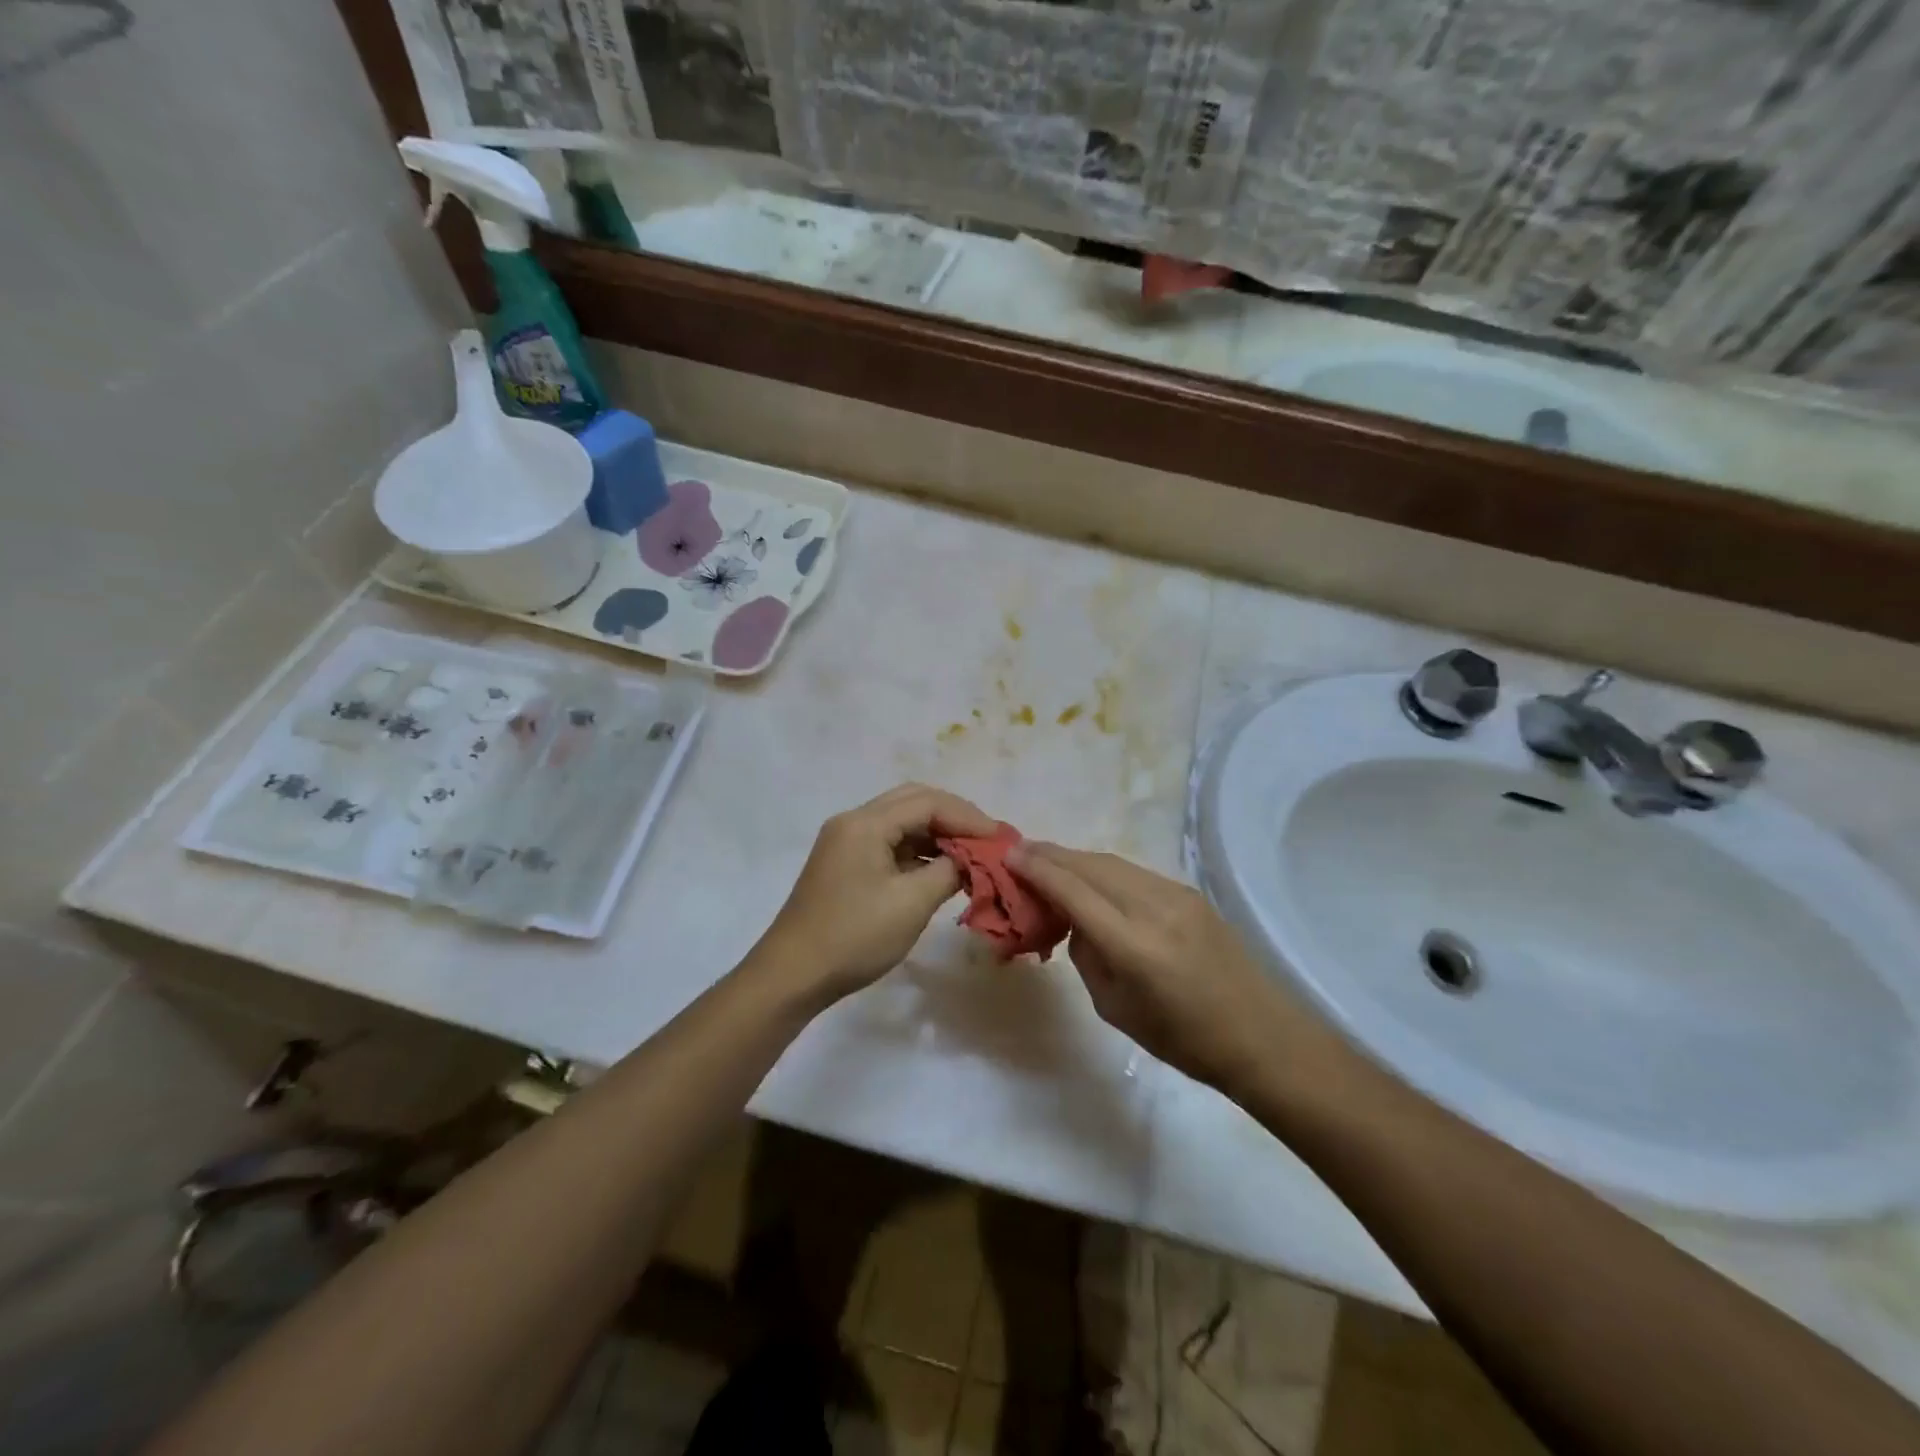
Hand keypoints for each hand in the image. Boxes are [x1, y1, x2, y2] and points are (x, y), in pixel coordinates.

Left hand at [756, 783, 997, 1006]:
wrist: (793, 975)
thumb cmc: (854, 937)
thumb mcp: (911, 904)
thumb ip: (948, 871)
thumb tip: (970, 859)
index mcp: (865, 823)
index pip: (927, 802)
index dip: (968, 817)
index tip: (1000, 839)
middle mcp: (853, 822)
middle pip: (913, 802)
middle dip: (954, 818)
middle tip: (988, 840)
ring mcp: (846, 842)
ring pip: (902, 822)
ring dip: (937, 834)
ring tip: (972, 855)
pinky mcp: (845, 864)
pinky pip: (890, 844)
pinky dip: (918, 852)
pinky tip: (941, 870)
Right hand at [1008, 843, 1306, 1092]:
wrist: (1260, 1035)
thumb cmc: (1181, 1040)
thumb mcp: (1114, 1008)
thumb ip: (1087, 955)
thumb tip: (1075, 919)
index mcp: (1132, 945)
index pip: (1072, 890)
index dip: (1037, 869)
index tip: (1008, 855)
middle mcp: (1154, 908)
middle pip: (1090, 865)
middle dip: (1051, 855)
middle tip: (1021, 852)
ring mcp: (1176, 895)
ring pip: (1113, 863)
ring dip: (1077, 860)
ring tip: (1049, 862)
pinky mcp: (1190, 893)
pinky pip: (1134, 873)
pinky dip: (1104, 871)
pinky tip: (1091, 880)